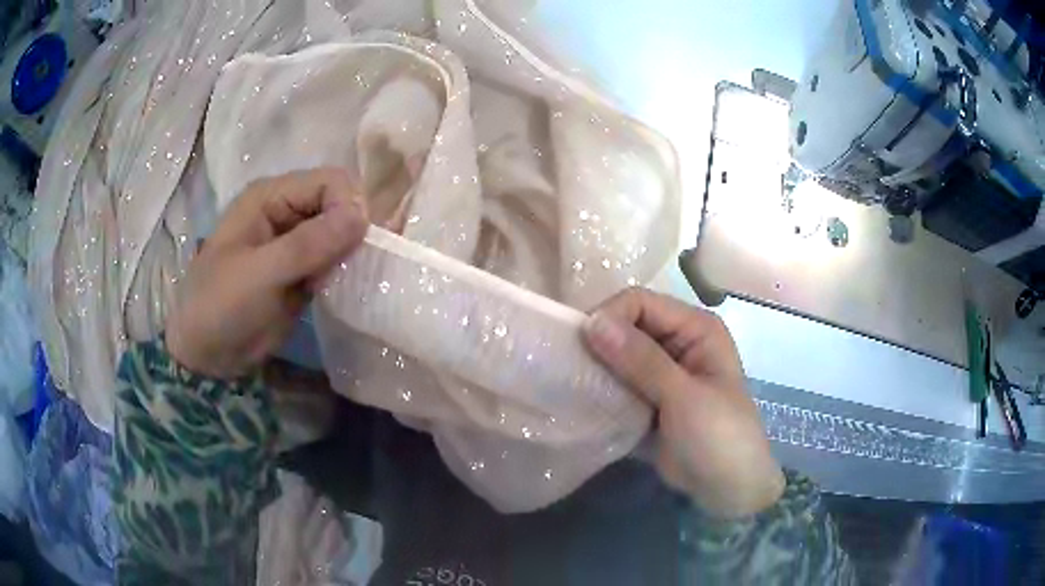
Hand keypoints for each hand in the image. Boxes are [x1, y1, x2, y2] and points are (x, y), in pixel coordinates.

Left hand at [166, 168, 368, 379]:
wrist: (208, 356)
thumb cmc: (221, 306)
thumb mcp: (260, 274)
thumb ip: (308, 244)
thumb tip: (362, 215)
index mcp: (270, 197)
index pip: (329, 181)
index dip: (348, 205)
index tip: (355, 243)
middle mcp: (286, 211)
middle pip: (339, 203)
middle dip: (352, 231)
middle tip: (348, 266)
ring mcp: (295, 242)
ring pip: (341, 232)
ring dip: (350, 253)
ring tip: (339, 281)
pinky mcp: (303, 270)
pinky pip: (336, 259)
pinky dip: (344, 271)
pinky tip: (337, 290)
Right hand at [582, 288, 784, 518]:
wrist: (726, 489)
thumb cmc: (718, 437)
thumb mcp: (684, 397)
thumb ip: (641, 360)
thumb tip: (592, 322)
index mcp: (695, 328)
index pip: (641, 303)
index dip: (610, 316)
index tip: (581, 346)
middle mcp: (676, 342)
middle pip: (626, 327)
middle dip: (599, 344)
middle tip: (570, 368)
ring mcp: (660, 373)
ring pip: (617, 356)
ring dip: (596, 368)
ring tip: (573, 386)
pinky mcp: (646, 399)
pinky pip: (616, 383)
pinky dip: (600, 390)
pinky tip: (584, 402)